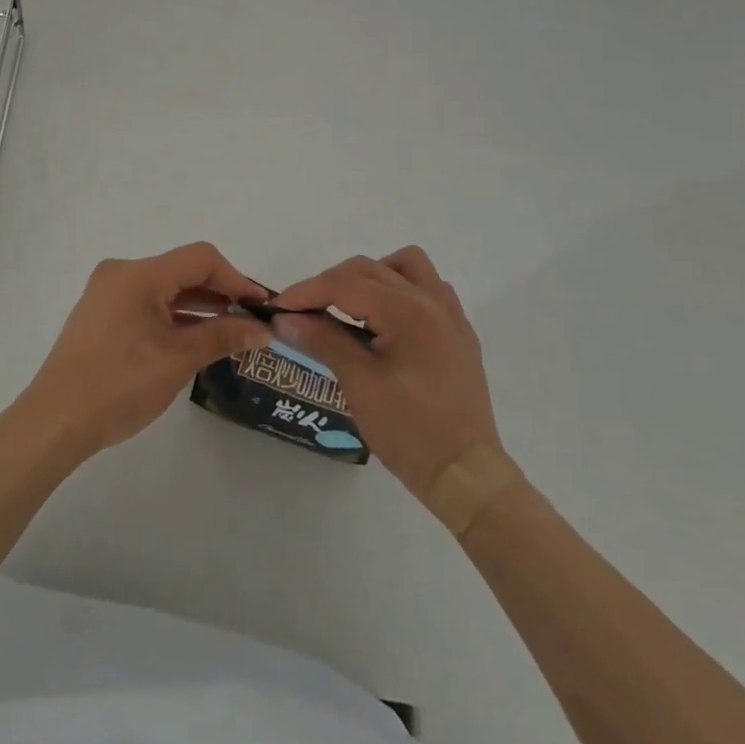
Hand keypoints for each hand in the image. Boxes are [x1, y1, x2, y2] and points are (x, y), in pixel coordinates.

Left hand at [16, 242, 272, 460]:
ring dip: (198, 306)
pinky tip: (195, 338)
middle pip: (182, 270)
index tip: (261, 307)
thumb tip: (262, 329)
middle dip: (220, 293)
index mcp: (139, 274)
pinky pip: (147, 303)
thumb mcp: (179, 360)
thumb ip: (223, 336)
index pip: (200, 258)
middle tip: (251, 321)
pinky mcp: (101, 315)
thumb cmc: (120, 385)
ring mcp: (108, 293)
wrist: (55, 421)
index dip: (236, 279)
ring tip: (231, 332)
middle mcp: (122, 273)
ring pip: (165, 288)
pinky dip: (173, 316)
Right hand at [272, 247, 504, 501]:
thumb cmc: (410, 431)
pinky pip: (428, 289)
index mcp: (407, 311)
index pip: (345, 284)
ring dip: (372, 276)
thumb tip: (285, 319)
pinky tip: (386, 322)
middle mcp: (432, 301)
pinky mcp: (458, 334)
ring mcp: (450, 316)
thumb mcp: (359, 384)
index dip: (306, 292)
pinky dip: (400, 291)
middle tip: (304, 312)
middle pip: (369, 269)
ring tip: (350, 307)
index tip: (278, 308)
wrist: (467, 477)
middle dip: (331, 283)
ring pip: (406, 266)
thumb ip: (323, 340)